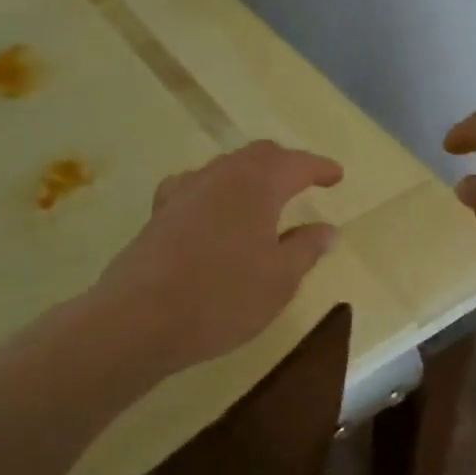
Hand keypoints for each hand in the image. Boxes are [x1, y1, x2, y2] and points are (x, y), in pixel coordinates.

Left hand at [94, 141, 343, 372]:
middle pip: (258, 156)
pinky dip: (217, 192)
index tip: (336, 176)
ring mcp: (184, 192)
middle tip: (304, 180)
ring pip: (225, 168)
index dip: (319, 167)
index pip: (295, 164)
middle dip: (285, 164)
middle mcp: (219, 177)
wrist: (139, 318)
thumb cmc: (223, 298)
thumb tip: (327, 229)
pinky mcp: (159, 214)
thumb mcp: (279, 280)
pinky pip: (196, 188)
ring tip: (264, 196)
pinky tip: (213, 212)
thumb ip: (306, 249)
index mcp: (256, 185)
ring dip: (250, 175)